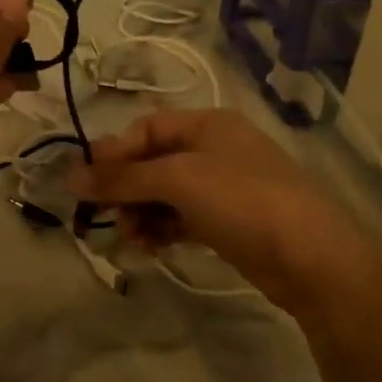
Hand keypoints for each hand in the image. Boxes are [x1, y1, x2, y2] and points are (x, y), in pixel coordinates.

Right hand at [68, 108, 367, 315]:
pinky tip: (150, 248)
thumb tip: (70, 177)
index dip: (114, 153)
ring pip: (166, 194)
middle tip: (107, 218)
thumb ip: (122, 178)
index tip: (87, 183)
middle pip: (154, 162)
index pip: (147, 129)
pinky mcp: (229, 223)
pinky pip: (182, 219)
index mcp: (207, 125)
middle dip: (126, 188)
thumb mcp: (178, 180)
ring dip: (141, 212)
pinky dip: (162, 229)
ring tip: (131, 238)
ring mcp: (224, 187)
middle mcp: (214, 150)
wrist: (311, 257)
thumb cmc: (242, 200)